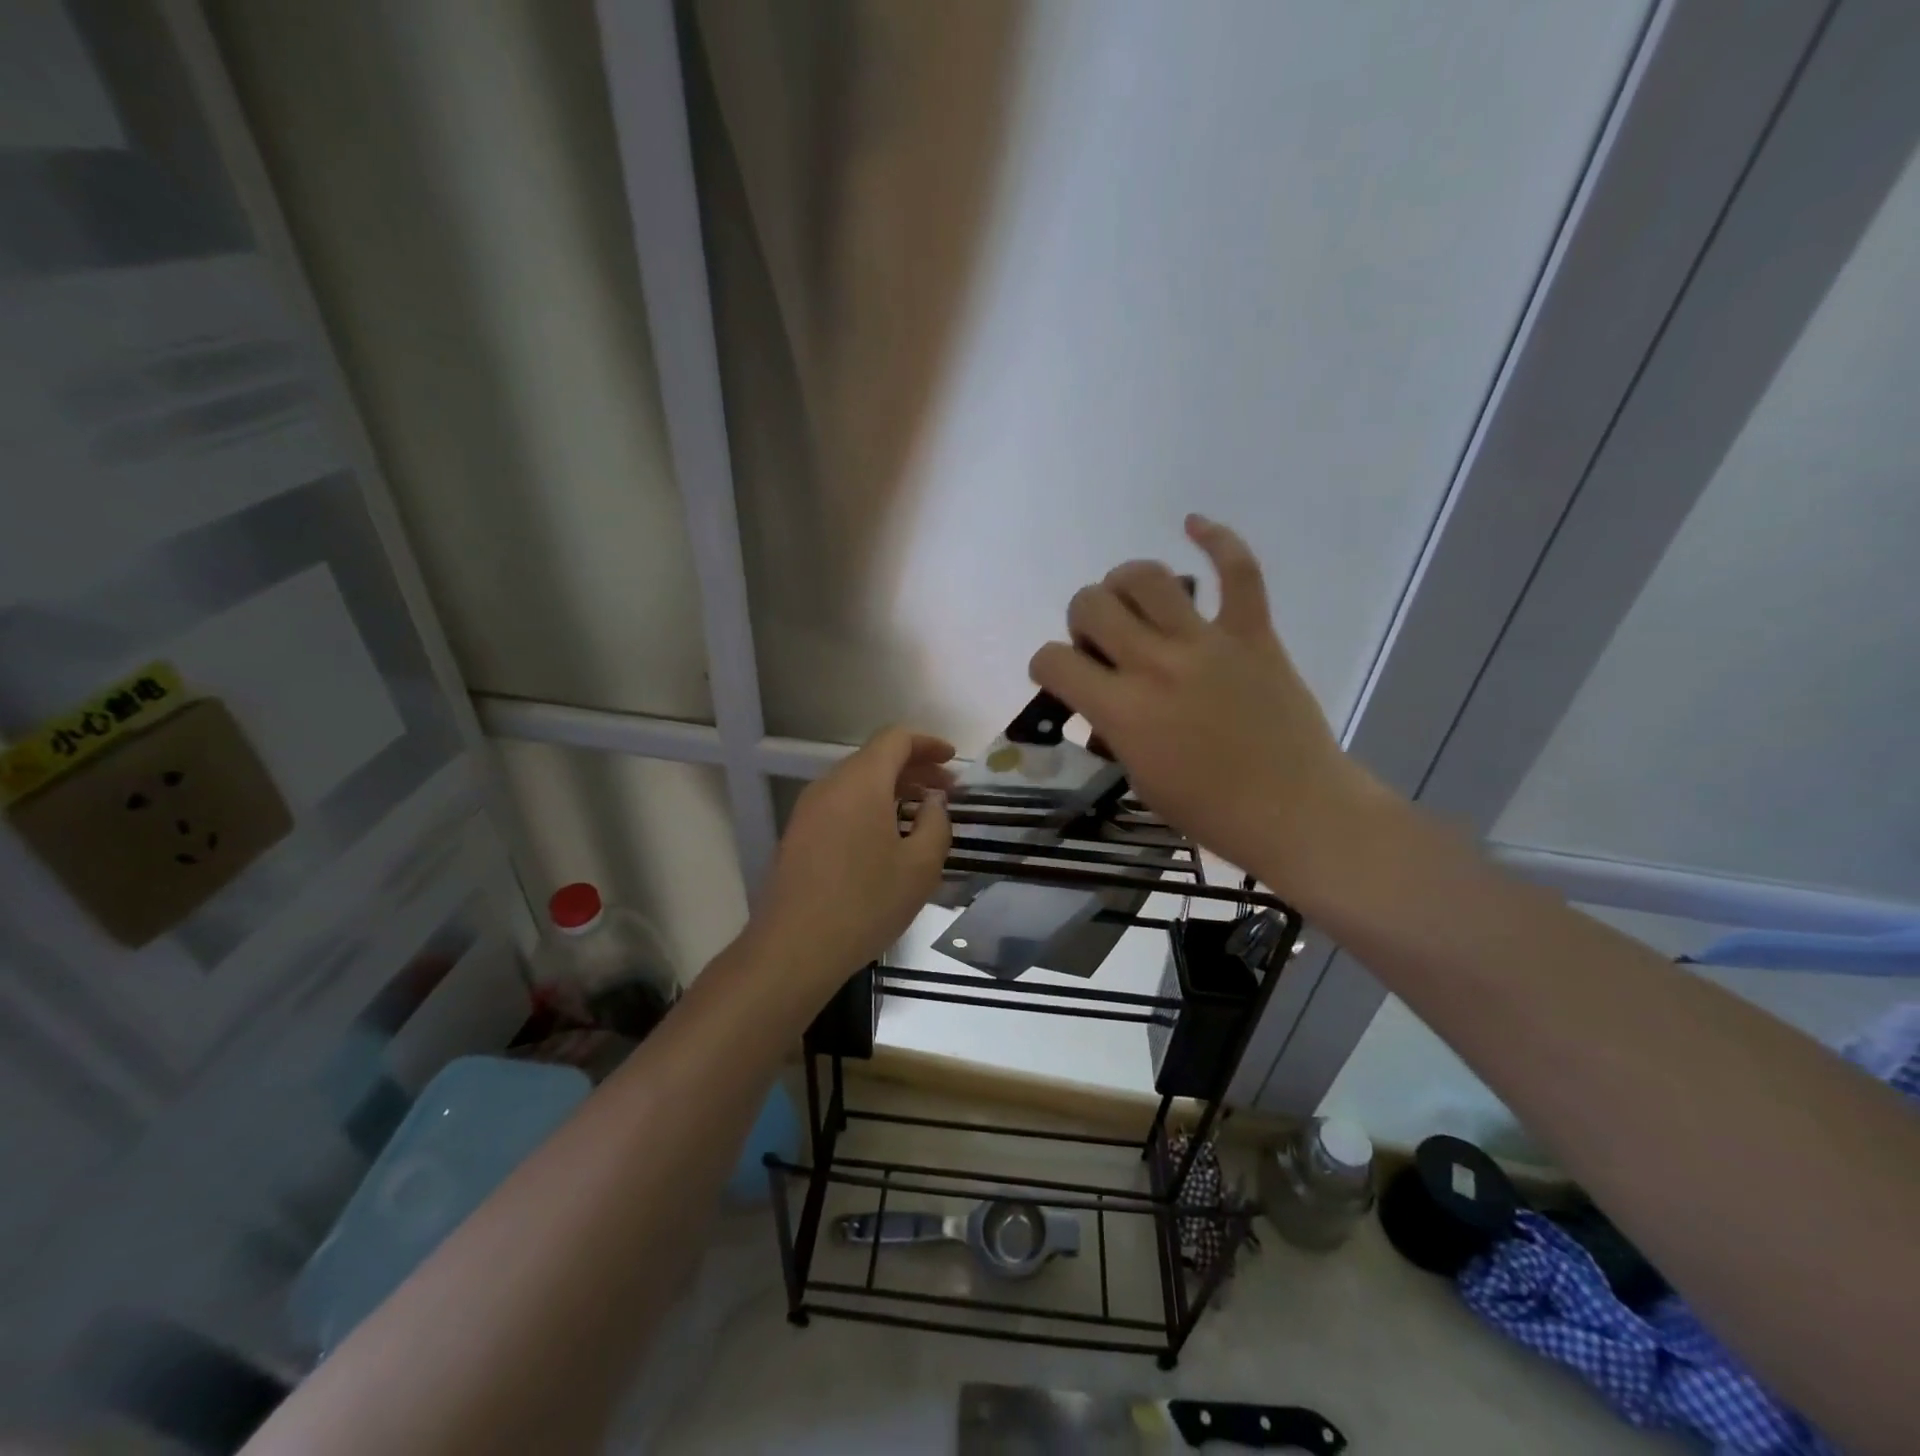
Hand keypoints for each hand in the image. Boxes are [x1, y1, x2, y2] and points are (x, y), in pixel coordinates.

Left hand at [753, 726, 953, 995]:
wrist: (794, 948)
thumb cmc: (866, 903)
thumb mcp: (920, 866)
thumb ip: (936, 822)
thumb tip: (932, 801)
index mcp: (860, 782)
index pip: (895, 739)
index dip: (928, 744)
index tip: (953, 761)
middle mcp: (830, 785)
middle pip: (875, 759)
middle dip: (914, 769)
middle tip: (946, 792)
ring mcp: (808, 810)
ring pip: (857, 783)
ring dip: (892, 790)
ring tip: (921, 816)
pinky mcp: (798, 835)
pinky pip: (841, 805)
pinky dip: (870, 808)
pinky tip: (887, 839)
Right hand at [1028, 515, 1387, 900]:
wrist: (1296, 811)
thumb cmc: (1210, 811)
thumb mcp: (1139, 780)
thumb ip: (1112, 731)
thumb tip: (1105, 704)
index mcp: (1122, 709)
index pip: (1053, 660)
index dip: (1046, 665)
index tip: (1061, 677)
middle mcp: (1155, 664)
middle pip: (1091, 604)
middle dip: (1082, 619)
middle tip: (1102, 644)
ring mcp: (1206, 642)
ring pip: (1147, 577)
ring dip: (1125, 583)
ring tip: (1133, 603)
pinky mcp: (1252, 633)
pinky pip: (1238, 571)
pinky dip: (1217, 540)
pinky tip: (1193, 525)